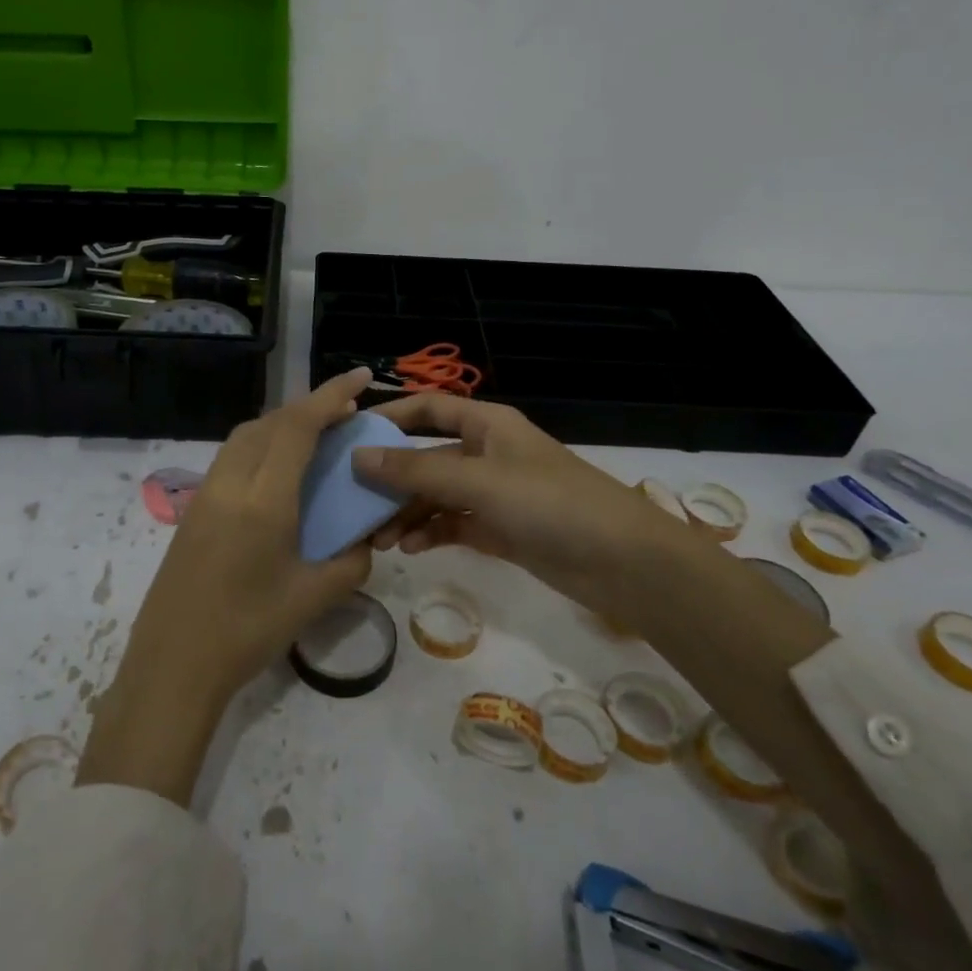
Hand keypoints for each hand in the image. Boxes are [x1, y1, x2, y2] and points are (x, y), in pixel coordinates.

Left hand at [77, 369, 376, 804]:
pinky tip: (278, 473)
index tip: (360, 376)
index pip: (298, 427)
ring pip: (246, 436)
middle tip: (344, 411)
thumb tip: (363, 541)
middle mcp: (230, 483)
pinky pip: (232, 458)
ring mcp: (205, 494)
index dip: (330, 395)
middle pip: (270, 422)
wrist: (172, 666)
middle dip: (309, 406)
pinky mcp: (193, 509)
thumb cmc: (247, 632)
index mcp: (263, 499)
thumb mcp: (314, 598)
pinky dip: (261, 446)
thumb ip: (351, 562)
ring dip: (281, 424)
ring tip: (314, 436)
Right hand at [353, 392, 696, 612]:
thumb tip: (358, 456)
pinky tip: (411, 549)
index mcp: (486, 424)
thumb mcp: (478, 481)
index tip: (349, 436)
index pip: (427, 409)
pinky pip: (453, 524)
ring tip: (378, 539)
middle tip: (355, 504)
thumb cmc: (550, 502)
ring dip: (407, 513)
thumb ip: (416, 470)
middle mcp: (486, 452)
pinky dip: (431, 533)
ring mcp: (493, 493)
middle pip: (426, 456)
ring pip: (436, 494)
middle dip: (391, 479)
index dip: (389, 416)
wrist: (622, 561)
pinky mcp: (500, 529)